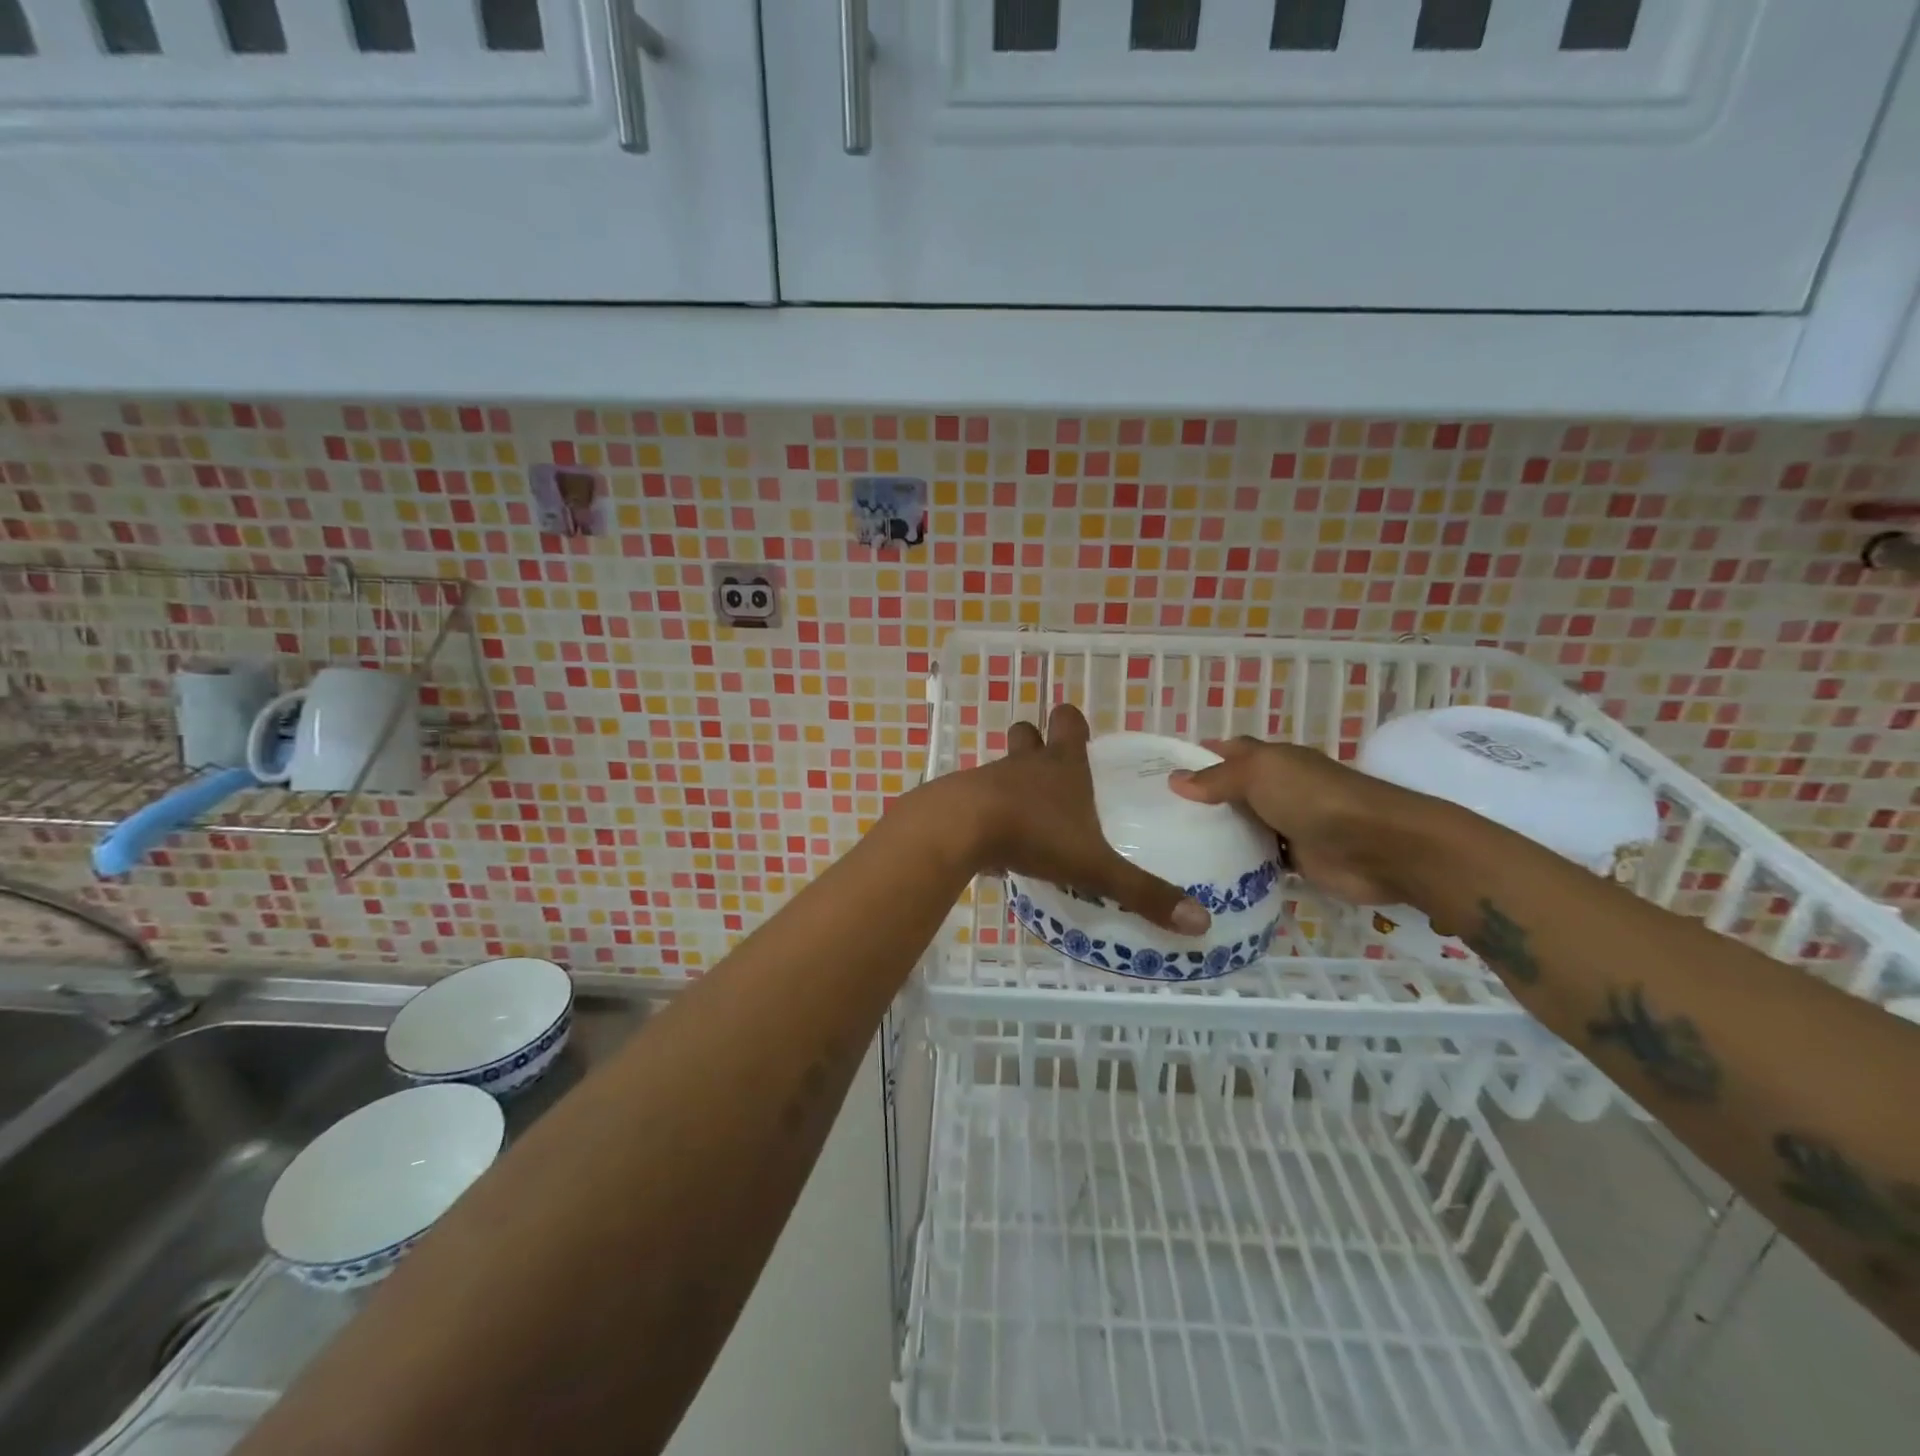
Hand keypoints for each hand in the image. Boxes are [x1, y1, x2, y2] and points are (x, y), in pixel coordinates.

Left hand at [946, 704, 1209, 935]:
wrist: (959, 830)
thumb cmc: (1035, 834)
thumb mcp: (1095, 866)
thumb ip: (1142, 893)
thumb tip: (1201, 922)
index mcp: (1062, 765)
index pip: (1068, 722)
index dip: (1073, 724)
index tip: (1079, 734)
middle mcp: (1025, 764)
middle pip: (1027, 734)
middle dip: (1036, 742)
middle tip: (1050, 768)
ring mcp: (988, 779)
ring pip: (1001, 766)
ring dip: (1011, 781)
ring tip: (1026, 813)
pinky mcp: (960, 802)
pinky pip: (976, 799)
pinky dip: (986, 812)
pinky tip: (996, 841)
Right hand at [1167, 737, 1423, 904]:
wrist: (1378, 847)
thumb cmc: (1315, 798)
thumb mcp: (1259, 775)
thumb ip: (1217, 778)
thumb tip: (1175, 780)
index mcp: (1271, 760)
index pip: (1228, 752)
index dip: (1197, 758)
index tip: (1159, 773)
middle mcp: (1278, 789)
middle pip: (1231, 793)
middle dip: (1199, 802)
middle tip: (1154, 818)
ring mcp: (1287, 825)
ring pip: (1242, 828)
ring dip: (1216, 837)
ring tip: (1170, 850)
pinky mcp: (1296, 860)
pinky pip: (1258, 861)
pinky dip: (1238, 866)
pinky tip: (1206, 874)